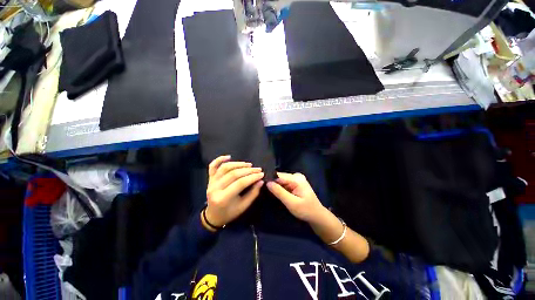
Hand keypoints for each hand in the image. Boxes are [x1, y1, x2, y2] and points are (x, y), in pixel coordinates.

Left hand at [204, 155, 264, 229]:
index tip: (262, 174)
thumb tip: (261, 181)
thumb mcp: (243, 206)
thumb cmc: (230, 213)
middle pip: (233, 174)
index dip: (252, 177)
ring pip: (225, 168)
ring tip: (249, 165)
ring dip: (238, 164)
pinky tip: (229, 156)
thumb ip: (253, 193)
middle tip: (258, 169)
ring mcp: (210, 182)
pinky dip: (219, 159)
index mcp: (223, 198)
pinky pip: (212, 166)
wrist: (213, 216)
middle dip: (248, 170)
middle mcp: (215, 188)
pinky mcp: (209, 178)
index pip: (240, 183)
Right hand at [267, 172, 325, 222]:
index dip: (270, 180)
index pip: (279, 176)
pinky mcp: (295, 183)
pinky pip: (284, 183)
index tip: (261, 185)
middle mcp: (296, 176)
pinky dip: (280, 188)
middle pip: (280, 177)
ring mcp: (296, 179)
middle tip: (264, 191)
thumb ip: (279, 192)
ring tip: (269, 193)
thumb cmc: (306, 210)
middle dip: (273, 184)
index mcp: (297, 179)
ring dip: (276, 187)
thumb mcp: (291, 203)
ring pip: (281, 181)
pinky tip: (276, 193)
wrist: (317, 216)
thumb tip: (267, 182)